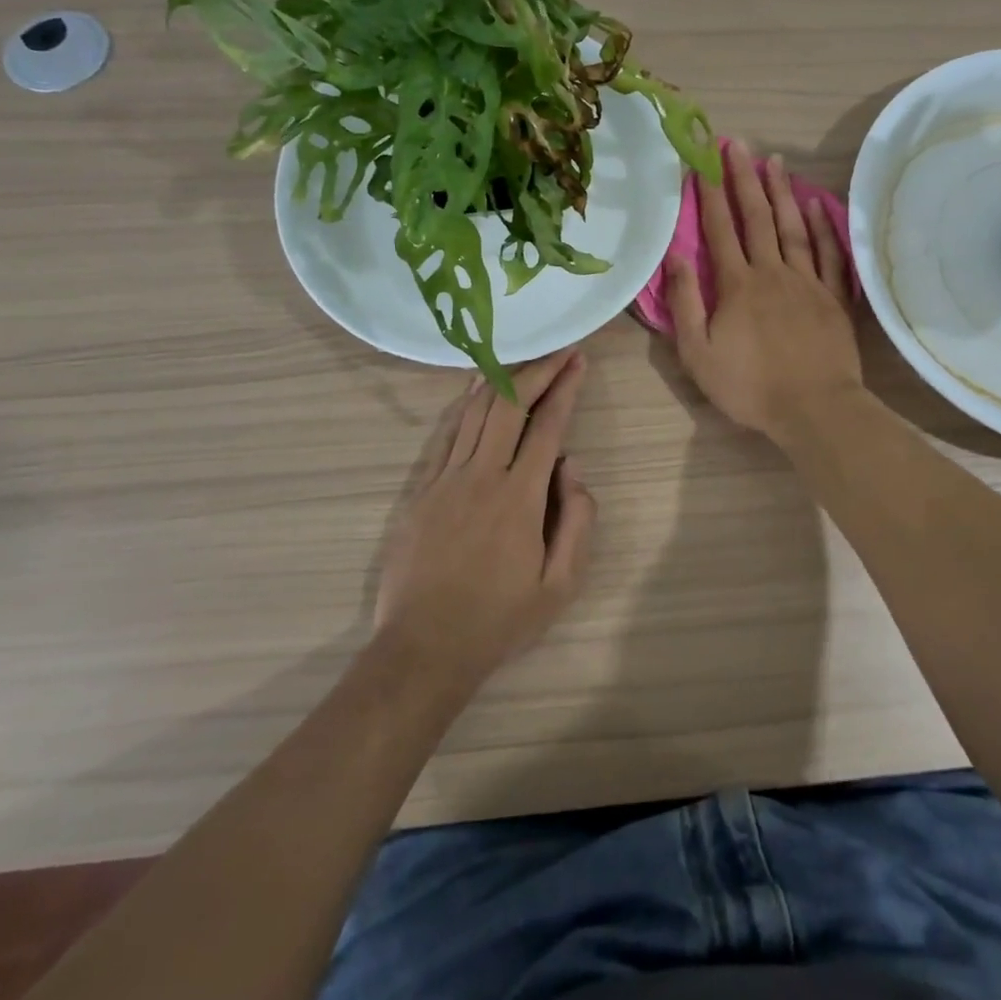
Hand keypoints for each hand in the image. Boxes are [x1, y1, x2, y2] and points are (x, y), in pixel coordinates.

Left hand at [371, 349, 595, 687]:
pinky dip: (465, 406)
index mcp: (520, 497)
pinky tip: (475, 392)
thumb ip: (578, 521)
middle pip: (509, 405)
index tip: (578, 361)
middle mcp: (482, 476)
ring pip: (474, 412)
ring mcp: (445, 480)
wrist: (424, 649)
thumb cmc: (499, 620)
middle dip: (537, 370)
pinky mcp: (421, 491)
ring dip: (501, 379)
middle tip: (557, 351)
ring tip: (521, 357)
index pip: (548, 426)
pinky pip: (446, 435)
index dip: (565, 388)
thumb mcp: (561, 585)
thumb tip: (572, 468)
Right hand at [667, 142, 861, 443]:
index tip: (705, 160)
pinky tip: (815, 206)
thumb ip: (686, 303)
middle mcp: (773, 273)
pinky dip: (822, 227)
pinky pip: (829, 254)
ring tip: (774, 161)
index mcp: (738, 285)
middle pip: (758, 218)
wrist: (814, 408)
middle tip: (738, 144)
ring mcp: (808, 282)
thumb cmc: (750, 386)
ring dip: (782, 193)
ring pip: (793, 228)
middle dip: (744, 179)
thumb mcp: (699, 352)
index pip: (720, 230)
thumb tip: (676, 256)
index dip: (711, 193)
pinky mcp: (834, 298)